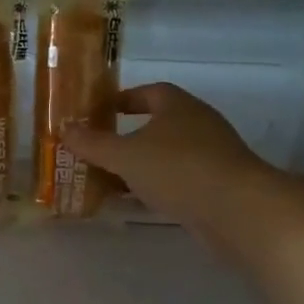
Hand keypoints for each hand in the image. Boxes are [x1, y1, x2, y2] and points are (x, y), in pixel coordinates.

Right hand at [61, 83, 303, 255]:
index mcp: (177, 106)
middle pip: (157, 124)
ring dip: (140, 165)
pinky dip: (155, 187)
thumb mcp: (125, 155)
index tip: (100, 111)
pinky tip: (135, 202)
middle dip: (127, 136)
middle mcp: (197, 124)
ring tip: (108, 179)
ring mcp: (211, 156)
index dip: (123, 99)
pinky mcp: (217, 185)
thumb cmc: (177, 169)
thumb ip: (93, 143)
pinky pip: (178, 180)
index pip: (149, 92)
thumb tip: (64, 129)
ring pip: (166, 155)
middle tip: (97, 149)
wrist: (238, 211)